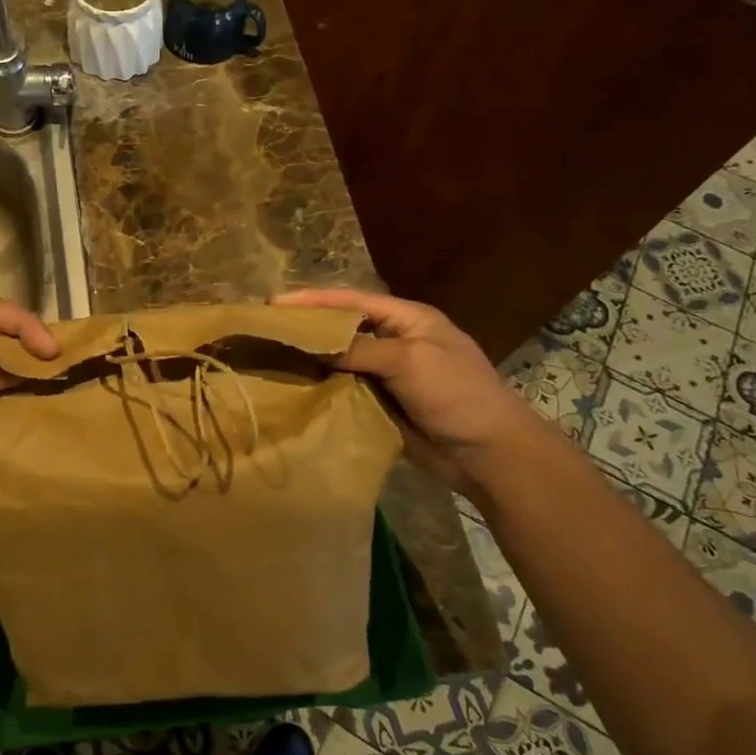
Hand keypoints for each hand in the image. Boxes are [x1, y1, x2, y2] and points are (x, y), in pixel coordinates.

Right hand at [274, 288, 530, 487]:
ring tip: (271, 357)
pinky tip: (295, 388)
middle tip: (268, 330)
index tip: (274, 304)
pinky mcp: (381, 403)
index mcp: (407, 319)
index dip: (313, 301)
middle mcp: (394, 341)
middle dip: (308, 328)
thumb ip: (358, 348)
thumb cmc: (455, 393)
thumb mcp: (408, 360)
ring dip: (311, 360)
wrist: (488, 453)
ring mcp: (388, 374)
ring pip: (340, 360)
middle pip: (343, 328)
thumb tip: (311, 343)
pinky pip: (345, 389)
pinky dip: (322, 387)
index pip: (352, 301)